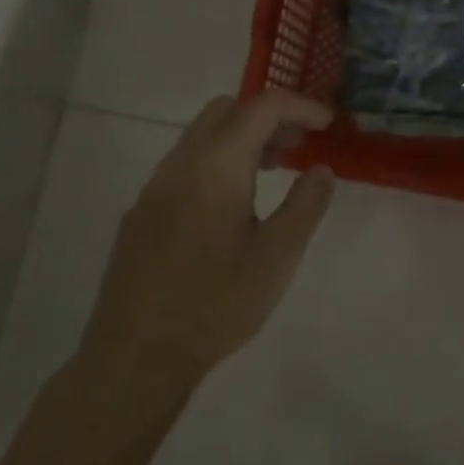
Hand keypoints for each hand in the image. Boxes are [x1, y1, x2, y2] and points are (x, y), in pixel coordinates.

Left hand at [80, 91, 337, 385]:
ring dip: (241, 138)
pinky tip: (230, 206)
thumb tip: (322, 169)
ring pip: (202, 135)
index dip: (301, 106)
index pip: (262, 107)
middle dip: (268, 116)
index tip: (328, 124)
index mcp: (216, 167)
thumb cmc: (215, 305)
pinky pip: (184, 164)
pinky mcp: (141, 212)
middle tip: (298, 145)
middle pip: (227, 109)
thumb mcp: (277, 258)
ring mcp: (154, 187)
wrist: (135, 357)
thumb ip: (306, 205)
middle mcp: (180, 164)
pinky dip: (216, 161)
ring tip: (271, 171)